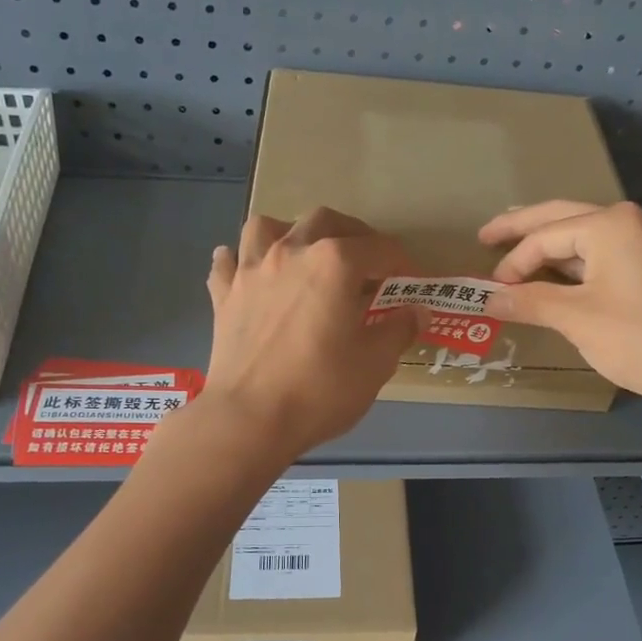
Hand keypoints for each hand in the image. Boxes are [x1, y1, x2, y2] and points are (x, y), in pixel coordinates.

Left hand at [203, 208, 423, 459]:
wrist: (250, 419)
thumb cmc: (320, 389)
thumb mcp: (375, 363)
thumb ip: (399, 330)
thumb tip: (418, 311)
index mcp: (335, 263)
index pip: (379, 249)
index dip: (401, 263)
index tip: (412, 281)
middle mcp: (290, 251)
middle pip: (325, 221)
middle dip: (352, 235)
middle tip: (366, 262)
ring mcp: (251, 270)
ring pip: (267, 227)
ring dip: (290, 233)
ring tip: (302, 255)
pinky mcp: (224, 295)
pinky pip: (228, 262)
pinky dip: (240, 261)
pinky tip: (249, 273)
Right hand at [479, 200, 641, 415]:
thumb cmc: (641, 339)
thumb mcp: (577, 319)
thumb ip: (529, 302)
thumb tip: (488, 298)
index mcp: (610, 224)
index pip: (544, 236)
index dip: (512, 262)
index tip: (489, 290)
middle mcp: (631, 221)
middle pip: (563, 218)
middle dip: (523, 227)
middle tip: (486, 235)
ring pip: (585, 236)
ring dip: (550, 245)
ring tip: (516, 249)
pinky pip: (605, 253)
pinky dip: (576, 262)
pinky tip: (559, 274)